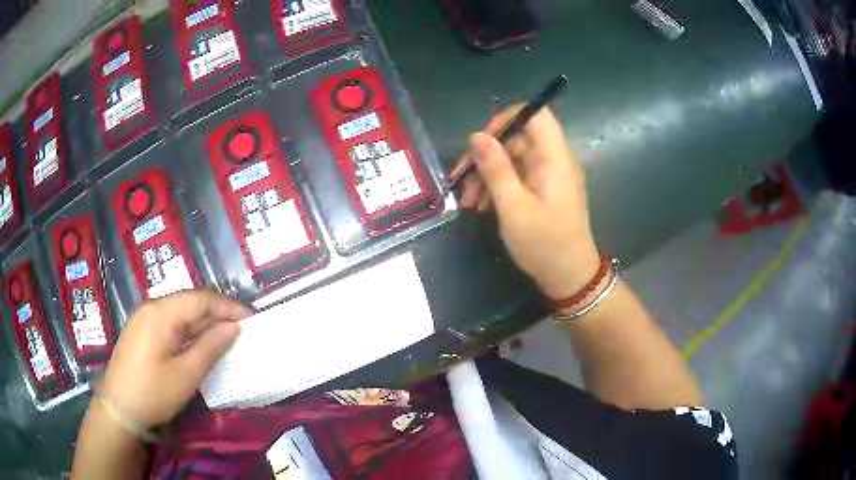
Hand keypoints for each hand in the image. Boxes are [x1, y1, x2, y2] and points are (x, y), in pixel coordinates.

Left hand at [99, 290, 249, 427]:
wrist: (118, 408)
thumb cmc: (153, 392)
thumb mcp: (186, 374)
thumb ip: (211, 347)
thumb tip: (233, 328)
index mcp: (162, 313)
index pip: (201, 299)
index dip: (228, 307)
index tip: (251, 319)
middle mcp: (152, 308)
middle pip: (189, 302)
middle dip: (217, 314)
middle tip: (241, 330)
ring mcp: (144, 319)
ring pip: (180, 312)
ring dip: (203, 323)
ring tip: (224, 337)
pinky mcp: (141, 331)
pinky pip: (170, 323)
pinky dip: (188, 330)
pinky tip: (197, 344)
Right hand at [452, 106, 599, 298]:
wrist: (570, 278)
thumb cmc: (545, 244)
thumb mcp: (514, 207)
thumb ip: (495, 168)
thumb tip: (476, 135)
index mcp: (554, 158)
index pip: (535, 114)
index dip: (507, 119)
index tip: (482, 141)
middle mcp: (554, 160)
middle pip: (517, 138)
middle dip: (486, 155)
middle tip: (461, 181)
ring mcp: (549, 176)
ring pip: (513, 159)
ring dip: (487, 174)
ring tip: (467, 202)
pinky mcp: (544, 191)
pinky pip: (518, 177)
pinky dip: (498, 186)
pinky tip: (480, 206)